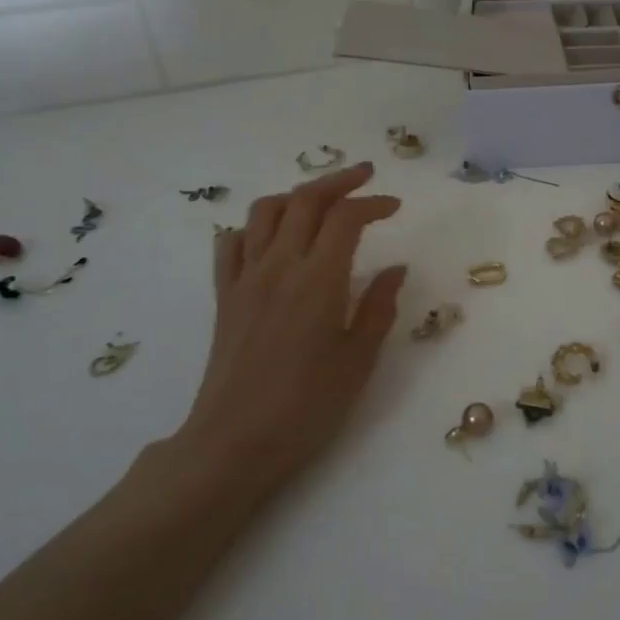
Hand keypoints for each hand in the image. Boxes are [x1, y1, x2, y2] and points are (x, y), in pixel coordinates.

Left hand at [174, 162, 406, 501]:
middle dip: (338, 180)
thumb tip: (395, 268)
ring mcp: (245, 278)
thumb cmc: (308, 406)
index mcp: (318, 281)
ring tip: (321, 202)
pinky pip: (232, 243)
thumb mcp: (359, 359)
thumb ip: (378, 306)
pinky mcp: (224, 296)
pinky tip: (273, 237)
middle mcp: (278, 267)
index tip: (395, 207)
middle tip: (366, 177)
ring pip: (265, 211)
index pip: (345, 218)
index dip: (373, 203)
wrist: (235, 443)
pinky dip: (254, 226)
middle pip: (305, 200)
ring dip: (297, 195)